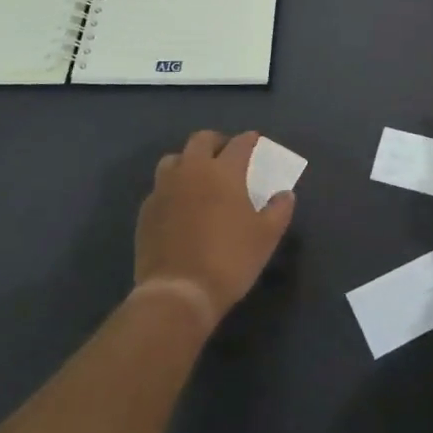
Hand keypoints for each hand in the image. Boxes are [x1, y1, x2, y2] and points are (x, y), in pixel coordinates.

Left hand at [135, 130, 295, 327]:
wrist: (179, 292)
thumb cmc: (229, 260)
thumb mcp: (266, 237)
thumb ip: (279, 210)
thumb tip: (285, 194)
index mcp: (223, 172)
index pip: (239, 144)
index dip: (249, 140)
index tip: (255, 141)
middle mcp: (191, 171)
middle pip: (201, 140)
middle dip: (216, 142)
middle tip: (226, 154)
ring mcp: (164, 189)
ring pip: (174, 159)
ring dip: (188, 161)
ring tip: (198, 177)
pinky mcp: (146, 210)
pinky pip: (160, 187)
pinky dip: (172, 188)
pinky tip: (180, 205)